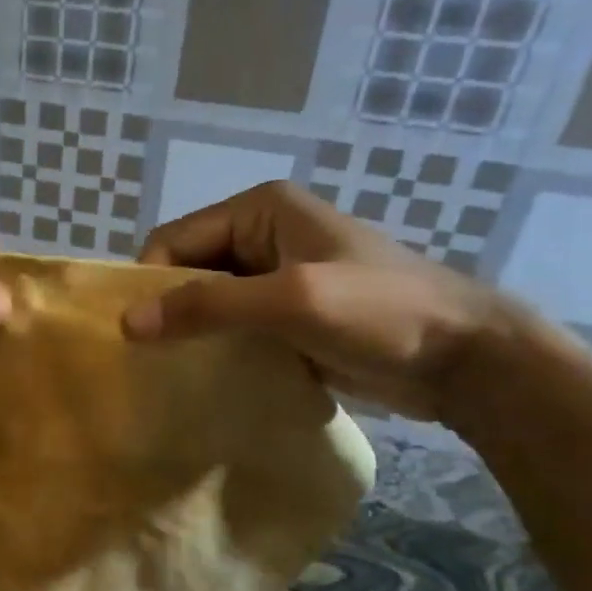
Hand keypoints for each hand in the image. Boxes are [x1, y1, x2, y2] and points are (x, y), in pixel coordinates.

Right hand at [122, 181, 519, 420]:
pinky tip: (204, 379)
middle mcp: (261, 235)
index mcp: (259, 210)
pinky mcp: (287, 316)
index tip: (136, 334)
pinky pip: (233, 327)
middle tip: (147, 359)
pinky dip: (216, 349)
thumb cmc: (380, 312)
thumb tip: (127, 323)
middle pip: (189, 270)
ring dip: (190, 333)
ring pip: (209, 302)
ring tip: (169, 373)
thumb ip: (208, 307)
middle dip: (168, 309)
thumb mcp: (290, 301)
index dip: (150, 282)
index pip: (174, 239)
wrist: (465, 359)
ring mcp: (276, 277)